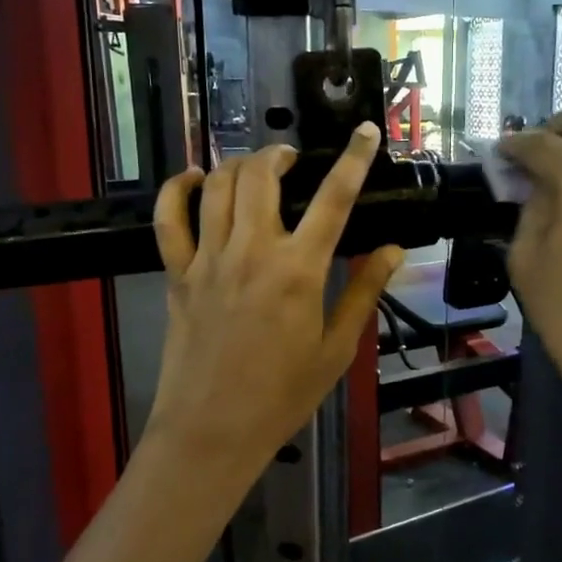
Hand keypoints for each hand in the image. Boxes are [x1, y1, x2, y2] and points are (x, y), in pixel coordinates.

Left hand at [147, 123, 402, 474]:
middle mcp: (252, 252)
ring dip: (238, 164)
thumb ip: (363, 292)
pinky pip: (168, 218)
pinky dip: (178, 189)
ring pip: (217, 187)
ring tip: (256, 167)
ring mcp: (208, 259)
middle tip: (293, 159)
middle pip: (262, 176)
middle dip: (280, 154)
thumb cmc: (283, 395)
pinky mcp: (177, 274)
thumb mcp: (337, 348)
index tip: (364, 131)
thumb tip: (393, 250)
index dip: (353, 159)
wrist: (213, 430)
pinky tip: (194, 179)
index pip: (333, 199)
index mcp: (299, 271)